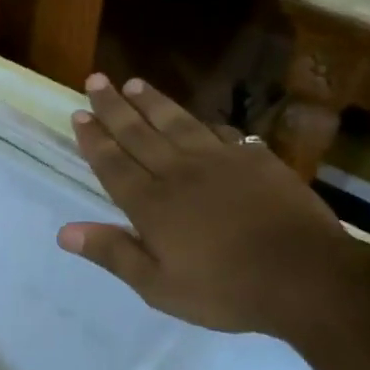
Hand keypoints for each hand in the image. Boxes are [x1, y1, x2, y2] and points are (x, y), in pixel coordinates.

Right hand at [57, 74, 359, 339]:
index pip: (113, 163)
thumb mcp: (159, 286)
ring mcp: (220, 161)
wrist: (305, 276)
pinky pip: (221, 133)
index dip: (93, 138)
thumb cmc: (225, 290)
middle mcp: (178, 172)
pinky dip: (203, 123)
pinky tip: (199, 119)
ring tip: (134, 83)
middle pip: (138, 133)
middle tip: (95, 79)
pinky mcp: (255, 160)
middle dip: (113, 106)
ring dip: (152, 102)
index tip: (79, 113)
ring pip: (177, 123)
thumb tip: (64, 232)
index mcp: (151, 204)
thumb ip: (113, 254)